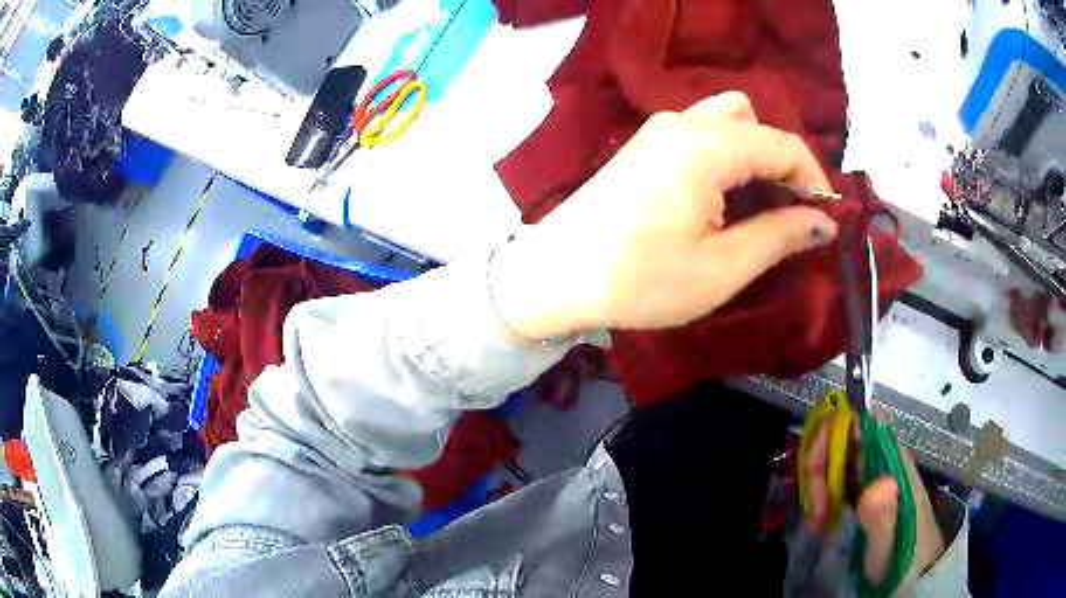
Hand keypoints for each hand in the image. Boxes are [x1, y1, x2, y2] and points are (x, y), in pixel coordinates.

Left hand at [491, 91, 839, 340]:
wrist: (555, 276)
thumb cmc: (640, 280)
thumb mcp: (722, 267)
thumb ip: (780, 235)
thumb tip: (823, 221)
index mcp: (708, 145)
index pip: (783, 144)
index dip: (814, 180)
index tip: (825, 219)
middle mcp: (683, 122)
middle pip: (753, 119)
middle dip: (781, 160)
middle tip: (788, 211)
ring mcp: (657, 130)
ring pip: (725, 121)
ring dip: (752, 155)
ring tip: (757, 206)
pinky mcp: (643, 146)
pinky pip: (699, 134)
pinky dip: (724, 156)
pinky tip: (722, 198)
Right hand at [803, 422, 945, 587]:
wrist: (917, 572)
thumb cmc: (904, 558)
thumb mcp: (889, 543)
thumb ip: (883, 516)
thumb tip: (879, 480)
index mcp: (891, 460)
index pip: (858, 421)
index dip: (831, 434)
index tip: (815, 474)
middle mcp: (883, 459)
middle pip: (842, 439)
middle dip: (819, 468)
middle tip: (815, 512)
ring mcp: (875, 475)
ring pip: (838, 459)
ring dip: (819, 485)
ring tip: (817, 521)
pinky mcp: (868, 492)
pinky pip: (839, 479)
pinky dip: (824, 495)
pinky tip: (821, 520)